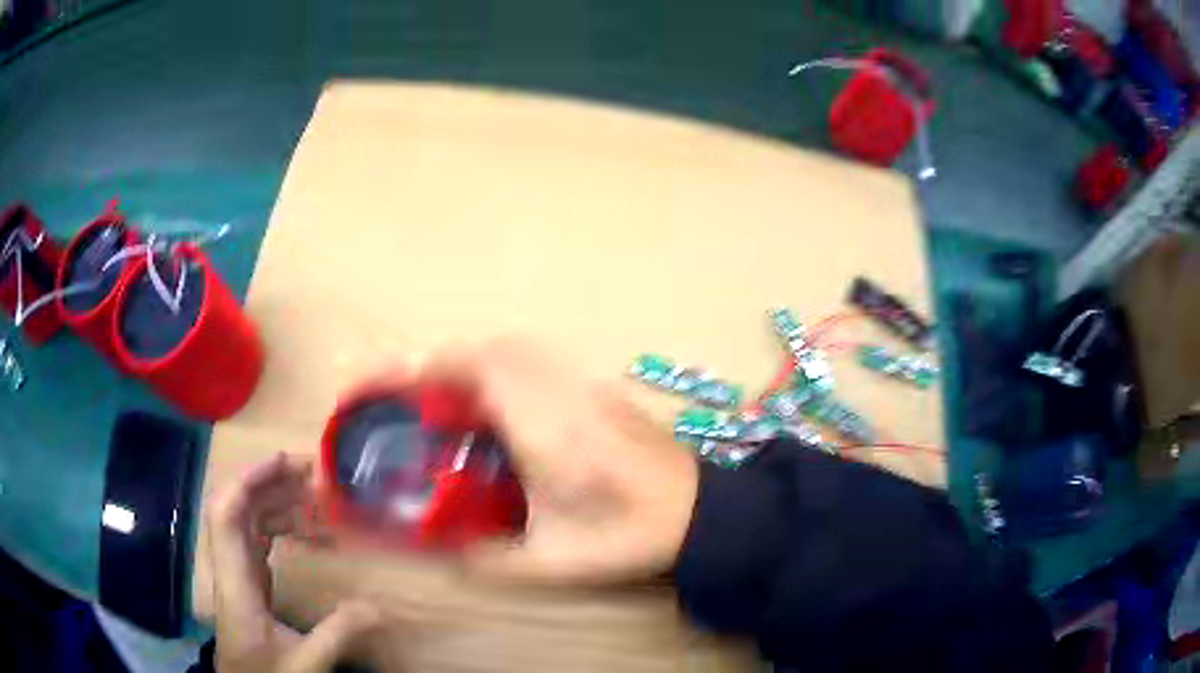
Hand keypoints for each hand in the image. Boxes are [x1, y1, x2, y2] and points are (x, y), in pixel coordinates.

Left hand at [206, 454, 383, 671]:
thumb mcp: (307, 663)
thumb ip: (338, 634)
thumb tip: (379, 605)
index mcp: (236, 582)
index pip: (226, 516)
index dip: (248, 480)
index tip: (284, 462)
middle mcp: (230, 566)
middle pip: (237, 507)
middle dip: (270, 482)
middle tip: (313, 474)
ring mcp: (237, 570)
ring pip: (248, 519)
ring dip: (278, 502)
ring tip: (317, 498)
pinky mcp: (247, 578)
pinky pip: (258, 538)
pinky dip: (281, 525)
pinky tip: (307, 530)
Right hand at [425, 339, 699, 582]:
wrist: (698, 512)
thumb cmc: (626, 535)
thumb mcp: (553, 561)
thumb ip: (493, 562)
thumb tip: (451, 558)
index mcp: (545, 430)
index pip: (485, 369)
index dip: (440, 365)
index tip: (407, 378)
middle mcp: (563, 396)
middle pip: (501, 348)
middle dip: (456, 362)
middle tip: (431, 396)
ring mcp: (588, 388)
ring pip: (526, 350)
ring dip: (486, 362)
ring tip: (464, 400)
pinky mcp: (604, 392)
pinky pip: (547, 363)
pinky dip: (515, 370)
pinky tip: (513, 410)